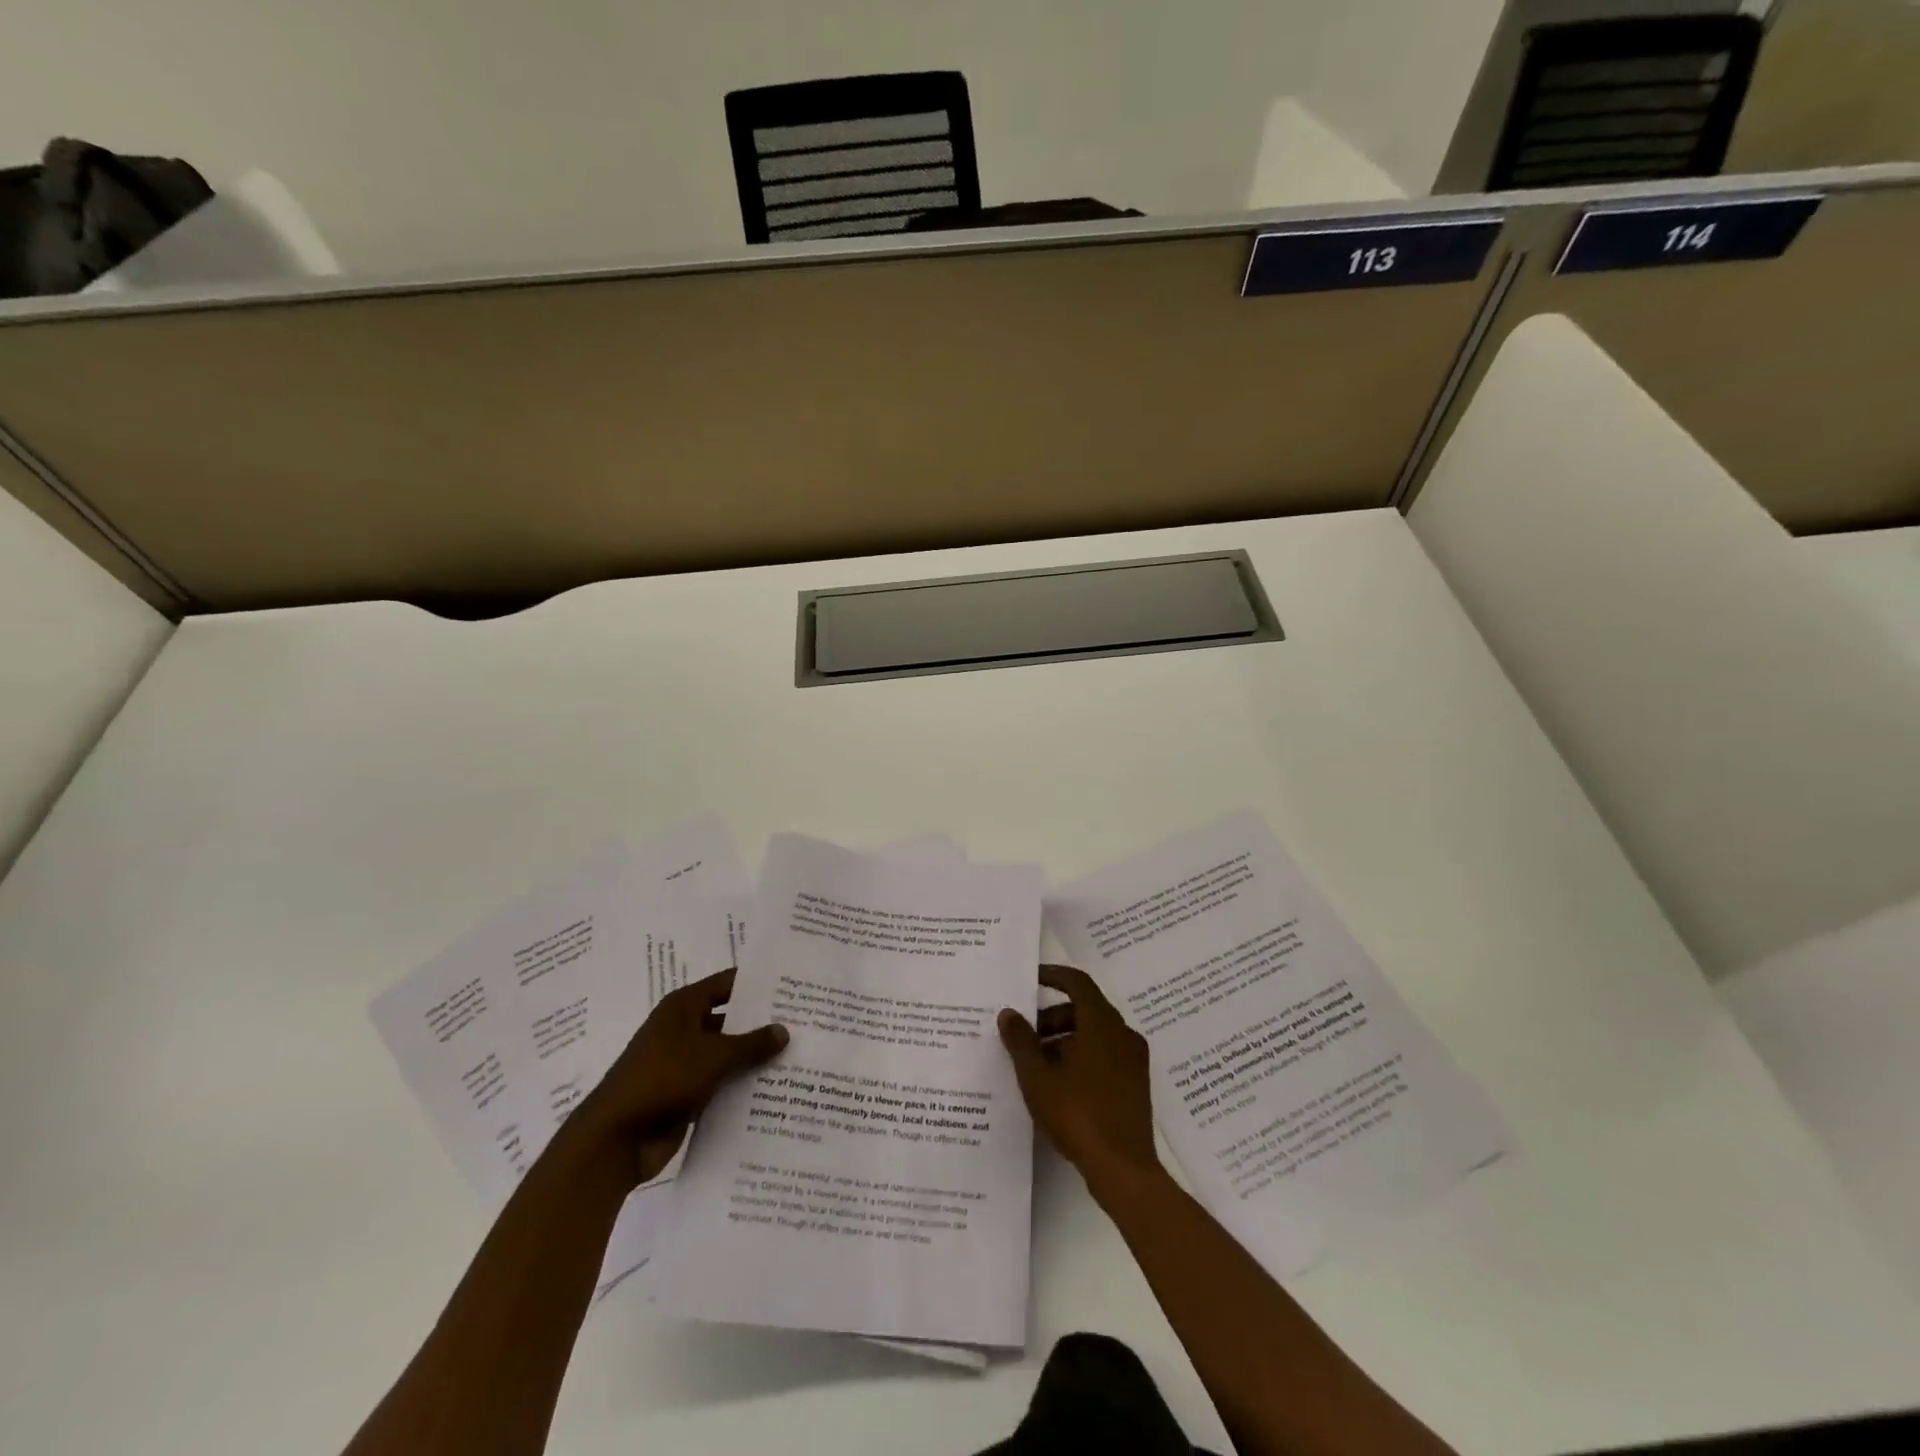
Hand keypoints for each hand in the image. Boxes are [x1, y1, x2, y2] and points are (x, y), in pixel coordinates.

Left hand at [576, 969, 787, 1186]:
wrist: (615, 1139)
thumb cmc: (662, 1079)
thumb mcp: (714, 1056)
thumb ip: (752, 1043)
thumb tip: (784, 1030)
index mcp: (683, 1007)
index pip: (727, 984)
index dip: (757, 983)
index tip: (790, 985)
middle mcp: (682, 1029)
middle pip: (729, 1018)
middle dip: (761, 1023)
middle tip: (802, 1023)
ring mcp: (682, 1063)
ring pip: (726, 1053)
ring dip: (753, 1057)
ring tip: (796, 1056)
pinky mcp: (684, 1094)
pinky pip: (720, 1082)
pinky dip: (740, 1084)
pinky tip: (773, 1088)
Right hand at [998, 964, 1158, 1189]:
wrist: (1123, 1169)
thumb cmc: (1077, 1113)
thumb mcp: (1037, 1077)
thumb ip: (1020, 1041)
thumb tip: (1009, 1013)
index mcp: (1102, 1023)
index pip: (1077, 982)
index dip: (1053, 976)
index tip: (1030, 979)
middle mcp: (1122, 1033)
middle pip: (1084, 1009)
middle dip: (1052, 1017)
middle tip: (1024, 1035)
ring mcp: (1132, 1059)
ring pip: (1094, 1034)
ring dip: (1065, 1039)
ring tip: (1036, 1064)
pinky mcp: (1135, 1084)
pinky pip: (1104, 1055)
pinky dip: (1081, 1056)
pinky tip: (1059, 1084)